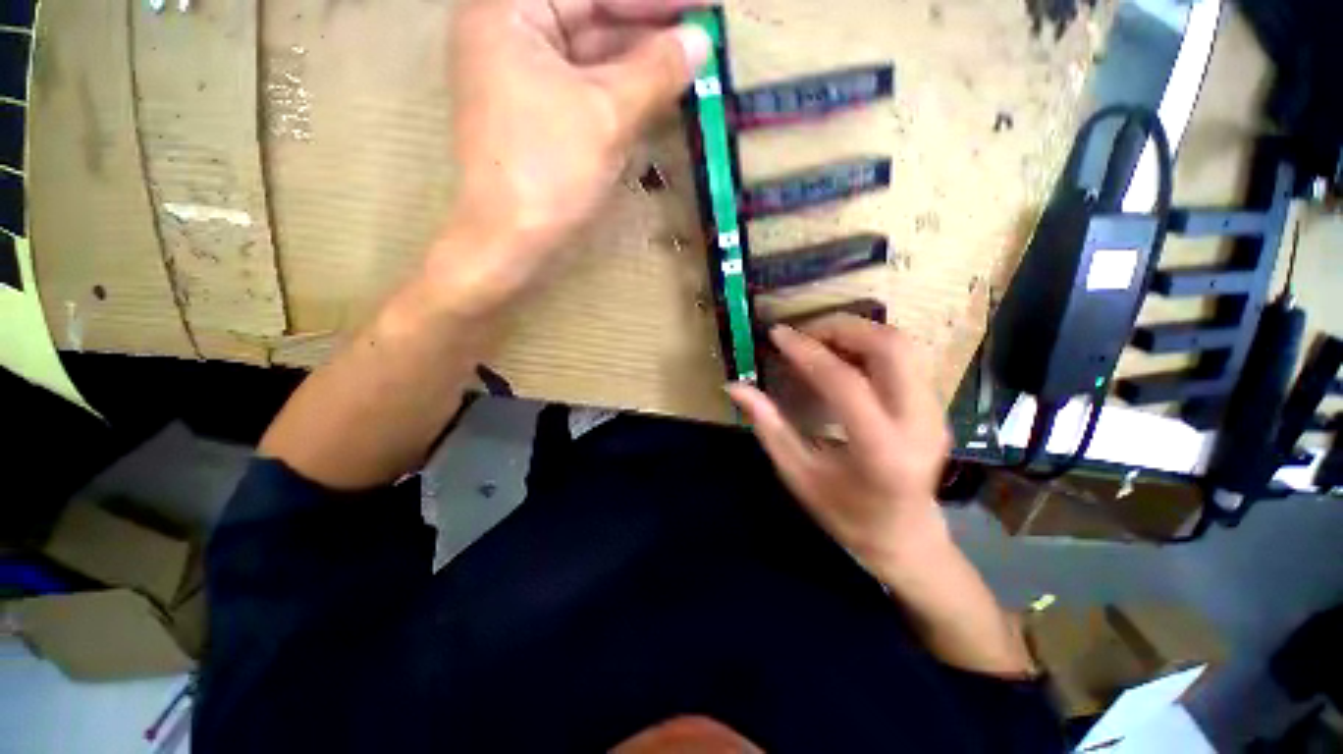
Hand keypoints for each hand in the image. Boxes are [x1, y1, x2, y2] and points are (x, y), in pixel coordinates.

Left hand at [440, 0, 711, 311]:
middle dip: (646, 31)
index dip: (650, 2)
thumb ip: (656, 70)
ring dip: (638, 65)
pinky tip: (656, 96)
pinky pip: (585, 92)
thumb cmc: (551, 171)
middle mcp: (509, 35)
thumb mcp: (608, 114)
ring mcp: (521, 80)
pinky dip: (620, 94)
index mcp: (509, 12)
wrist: (512, 243)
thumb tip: (700, 41)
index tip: (700, 7)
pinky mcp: (537, 118)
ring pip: (590, 58)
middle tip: (698, 40)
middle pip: (589, 19)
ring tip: (687, 68)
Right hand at [727, 315, 953, 578]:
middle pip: (889, 348)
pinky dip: (868, 345)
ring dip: (856, 332)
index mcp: (881, 451)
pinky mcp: (935, 405)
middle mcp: (919, 424)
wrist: (906, 536)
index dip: (808, 352)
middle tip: (802, 334)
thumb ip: (768, 427)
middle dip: (840, 328)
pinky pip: (904, 357)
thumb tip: (735, 387)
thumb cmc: (846, 514)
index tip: (778, 335)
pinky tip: (840, 358)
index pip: (846, 383)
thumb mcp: (798, 475)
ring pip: (902, 345)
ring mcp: (935, 412)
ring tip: (818, 341)